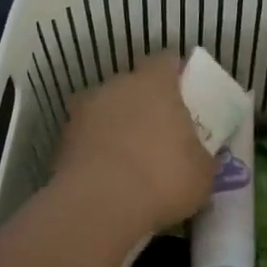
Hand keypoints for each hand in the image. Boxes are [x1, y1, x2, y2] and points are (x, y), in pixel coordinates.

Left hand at [47, 54, 215, 240]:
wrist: (98, 205)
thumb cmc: (162, 178)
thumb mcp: (202, 173)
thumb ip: (200, 155)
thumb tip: (198, 156)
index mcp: (155, 83)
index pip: (166, 61)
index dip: (176, 75)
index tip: (185, 95)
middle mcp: (118, 85)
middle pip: (133, 85)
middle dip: (145, 103)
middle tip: (159, 132)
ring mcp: (85, 110)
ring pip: (107, 110)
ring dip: (117, 126)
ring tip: (130, 159)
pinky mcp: (63, 138)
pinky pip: (87, 137)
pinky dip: (96, 149)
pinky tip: (107, 176)